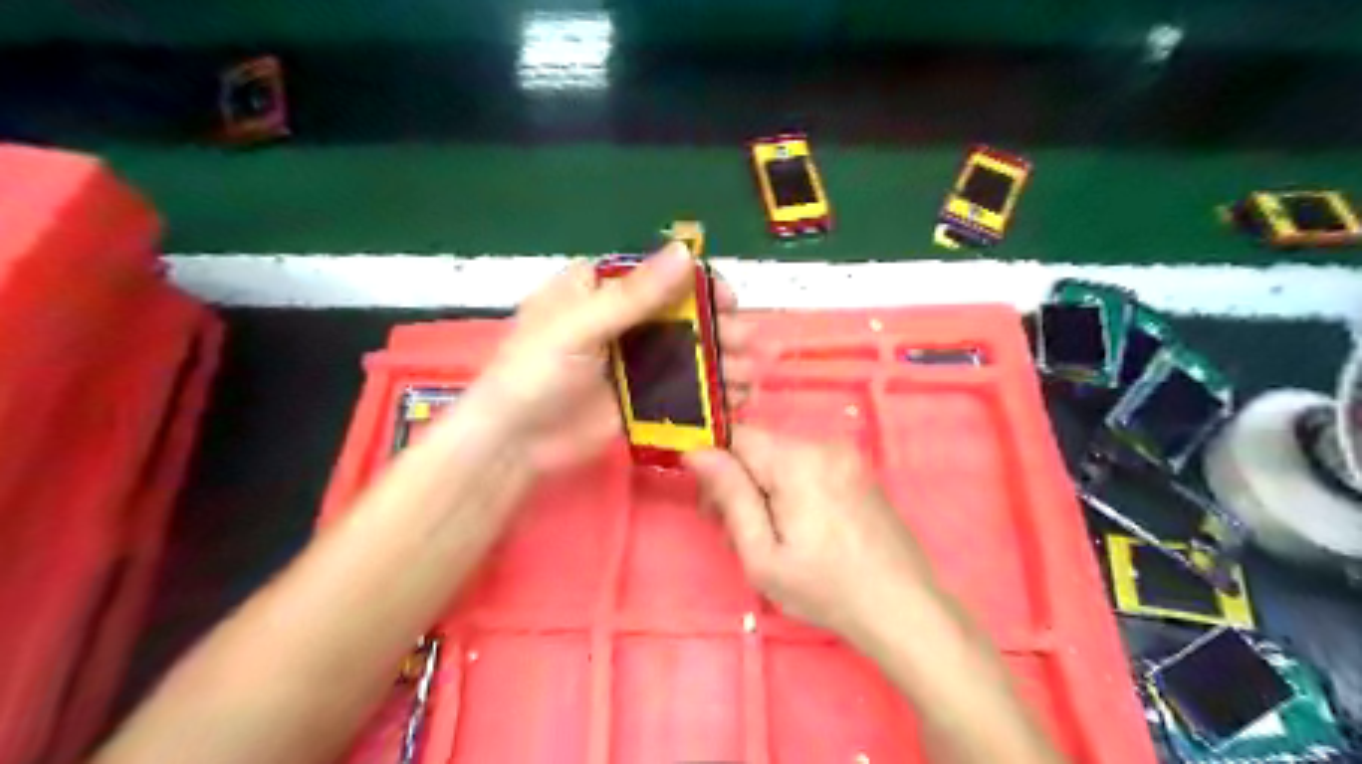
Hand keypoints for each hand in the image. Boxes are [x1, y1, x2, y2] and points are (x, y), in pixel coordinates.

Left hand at [475, 246, 754, 469]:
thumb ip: (634, 295)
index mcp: (602, 290)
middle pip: (683, 316)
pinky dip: (710, 394)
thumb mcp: (580, 327)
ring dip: (723, 363)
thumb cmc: (534, 373)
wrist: (514, 444)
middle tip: (745, 346)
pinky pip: (684, 389)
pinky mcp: (643, 398)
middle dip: (720, 329)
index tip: (728, 302)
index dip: (699, 285)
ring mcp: (635, 362)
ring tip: (748, 379)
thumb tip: (686, 253)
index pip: (660, 276)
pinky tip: (736, 401)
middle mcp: (624, 321)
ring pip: (690, 353)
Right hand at [688, 427, 943, 640]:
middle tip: (736, 534)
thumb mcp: (763, 555)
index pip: (737, 436)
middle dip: (739, 484)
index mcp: (798, 461)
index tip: (711, 506)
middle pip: (760, 449)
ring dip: (764, 490)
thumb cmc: (826, 588)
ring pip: (782, 460)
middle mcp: (824, 446)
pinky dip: (791, 490)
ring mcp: (846, 456)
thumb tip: (697, 453)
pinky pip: (808, 467)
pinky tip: (799, 529)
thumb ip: (730, 497)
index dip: (714, 464)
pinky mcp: (858, 470)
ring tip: (770, 538)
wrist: (903, 608)